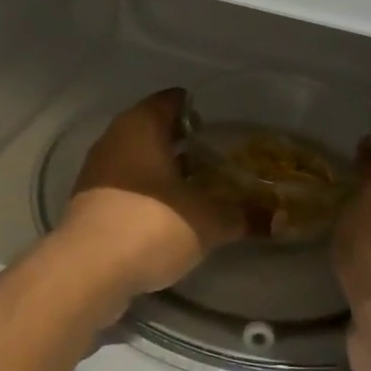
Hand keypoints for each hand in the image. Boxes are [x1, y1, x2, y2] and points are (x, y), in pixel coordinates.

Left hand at [60, 89, 247, 296]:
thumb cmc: (152, 224)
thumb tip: (281, 219)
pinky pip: (128, 187)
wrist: (89, 270)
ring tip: (205, 189)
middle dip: (188, 144)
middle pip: (156, 130)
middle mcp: (115, 139)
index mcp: (141, 125)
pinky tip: (174, 215)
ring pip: (141, 161)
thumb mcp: (209, 220)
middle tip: (224, 159)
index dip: (202, 109)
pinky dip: (150, 195)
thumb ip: (245, 215)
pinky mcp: (90, 202)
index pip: (174, 100)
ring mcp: (98, 171)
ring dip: (168, 172)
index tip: (228, 126)